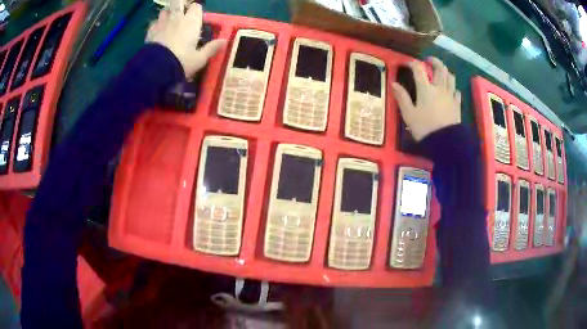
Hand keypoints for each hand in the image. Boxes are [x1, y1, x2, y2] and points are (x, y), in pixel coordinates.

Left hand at [146, 3, 226, 77]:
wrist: (156, 70)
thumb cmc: (181, 62)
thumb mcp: (199, 59)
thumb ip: (211, 48)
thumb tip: (225, 41)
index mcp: (191, 21)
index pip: (196, 6)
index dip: (195, 11)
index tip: (196, 18)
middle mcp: (177, 17)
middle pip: (178, 2)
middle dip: (180, 4)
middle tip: (181, 13)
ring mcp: (161, 23)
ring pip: (164, 10)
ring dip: (167, 14)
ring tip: (169, 23)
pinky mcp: (150, 31)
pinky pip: (154, 23)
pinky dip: (156, 25)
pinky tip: (158, 33)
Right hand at [392, 57, 461, 140]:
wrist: (446, 143)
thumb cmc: (425, 128)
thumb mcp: (409, 114)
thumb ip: (402, 97)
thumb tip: (394, 83)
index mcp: (426, 89)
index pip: (419, 69)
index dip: (413, 63)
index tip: (407, 64)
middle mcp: (439, 88)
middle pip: (440, 68)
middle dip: (434, 61)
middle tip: (429, 61)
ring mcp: (450, 96)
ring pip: (450, 77)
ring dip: (445, 71)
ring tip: (441, 73)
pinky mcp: (457, 105)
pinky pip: (457, 91)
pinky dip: (453, 88)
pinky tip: (450, 90)